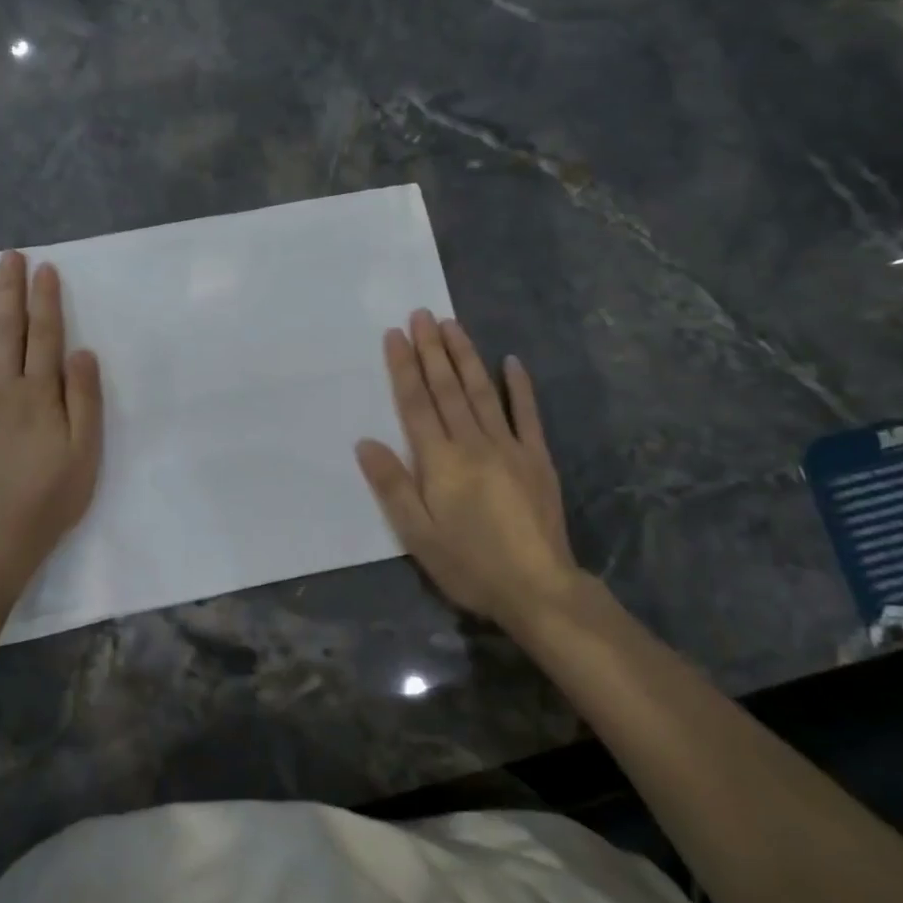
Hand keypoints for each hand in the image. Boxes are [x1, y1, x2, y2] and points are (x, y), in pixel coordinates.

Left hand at [0, 251, 102, 572]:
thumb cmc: (51, 495)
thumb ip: (84, 398)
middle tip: (9, 255)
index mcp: (39, 392)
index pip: (45, 335)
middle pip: (6, 330)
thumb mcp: (86, 450)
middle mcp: (2, 387)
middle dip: (9, 290)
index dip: (45, 299)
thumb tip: (81, 350)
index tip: (44, 268)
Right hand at [356, 310, 585, 628]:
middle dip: (432, 349)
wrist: (537, 588)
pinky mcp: (536, 457)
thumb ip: (392, 486)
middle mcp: (473, 443)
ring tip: (452, 324)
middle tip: (422, 314)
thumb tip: (365, 442)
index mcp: (440, 461)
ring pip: (482, 391)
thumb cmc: (469, 564)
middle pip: (447, 388)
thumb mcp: (417, 535)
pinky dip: (518, 386)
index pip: (416, 404)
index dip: (404, 368)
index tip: (395, 335)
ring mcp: (509, 446)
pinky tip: (511, 361)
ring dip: (465, 356)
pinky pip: (527, 414)